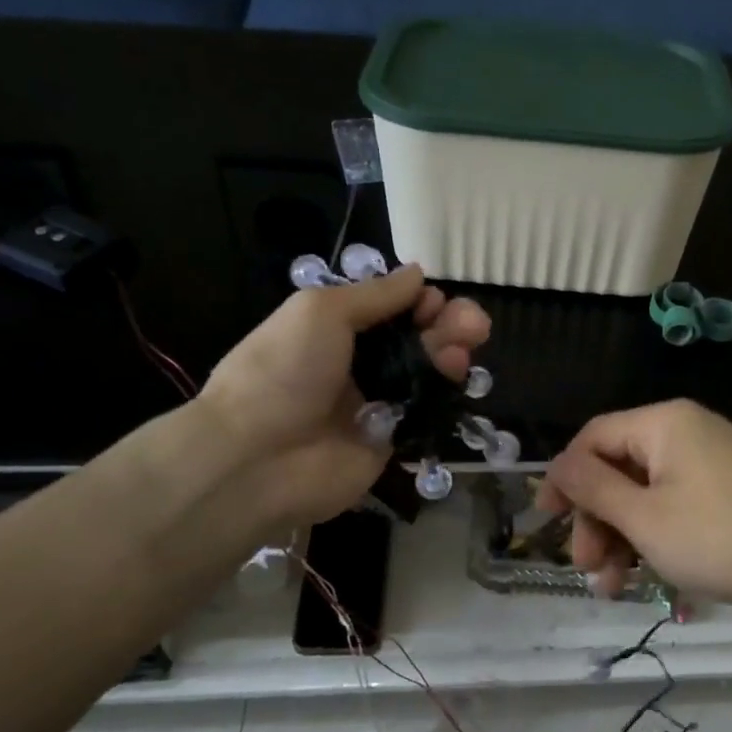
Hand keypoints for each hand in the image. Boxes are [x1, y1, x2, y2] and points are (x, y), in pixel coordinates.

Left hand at [200, 265, 489, 533]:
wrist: (256, 457)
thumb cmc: (283, 370)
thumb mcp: (321, 312)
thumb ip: (374, 295)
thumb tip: (417, 274)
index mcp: (333, 329)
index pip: (387, 310)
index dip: (415, 301)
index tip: (434, 298)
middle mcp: (356, 364)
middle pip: (413, 339)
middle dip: (446, 324)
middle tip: (474, 321)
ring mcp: (375, 403)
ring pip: (425, 372)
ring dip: (450, 351)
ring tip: (470, 341)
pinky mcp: (391, 440)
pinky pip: (424, 410)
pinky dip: (443, 390)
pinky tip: (456, 373)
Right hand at [538, 399, 731, 613]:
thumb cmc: (722, 538)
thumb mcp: (645, 518)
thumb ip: (593, 488)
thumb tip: (557, 467)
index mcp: (662, 423)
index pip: (592, 439)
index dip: (564, 480)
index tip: (545, 523)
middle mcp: (685, 430)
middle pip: (618, 469)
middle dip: (597, 521)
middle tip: (588, 569)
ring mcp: (711, 459)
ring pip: (646, 492)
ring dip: (623, 536)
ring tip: (614, 588)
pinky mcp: (730, 487)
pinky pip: (676, 502)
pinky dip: (656, 535)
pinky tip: (647, 576)